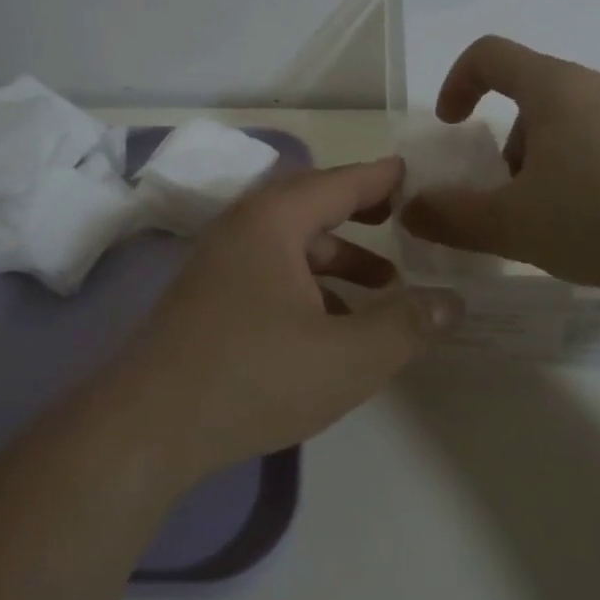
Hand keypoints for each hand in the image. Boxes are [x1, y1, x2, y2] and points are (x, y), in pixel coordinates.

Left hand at [109, 157, 463, 481]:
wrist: (146, 427)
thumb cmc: (254, 376)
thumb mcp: (347, 356)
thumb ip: (406, 325)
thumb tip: (453, 301)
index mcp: (273, 222)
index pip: (339, 183)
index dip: (380, 178)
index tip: (411, 173)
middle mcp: (242, 229)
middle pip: (311, 206)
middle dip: (359, 213)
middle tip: (400, 219)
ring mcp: (218, 264)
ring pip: (290, 244)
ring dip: (337, 258)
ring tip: (382, 287)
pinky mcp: (207, 298)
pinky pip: (269, 271)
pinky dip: (308, 284)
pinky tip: (330, 323)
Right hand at [399, 35, 599, 304]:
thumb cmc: (599, 218)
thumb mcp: (511, 225)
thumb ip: (451, 216)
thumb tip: (411, 211)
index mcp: (555, 88)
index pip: (491, 54)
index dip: (457, 82)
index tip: (451, 125)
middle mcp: (599, 88)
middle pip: (532, 96)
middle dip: (506, 143)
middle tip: (508, 194)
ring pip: (570, 124)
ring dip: (543, 162)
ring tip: (552, 220)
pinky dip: (582, 173)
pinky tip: (598, 227)